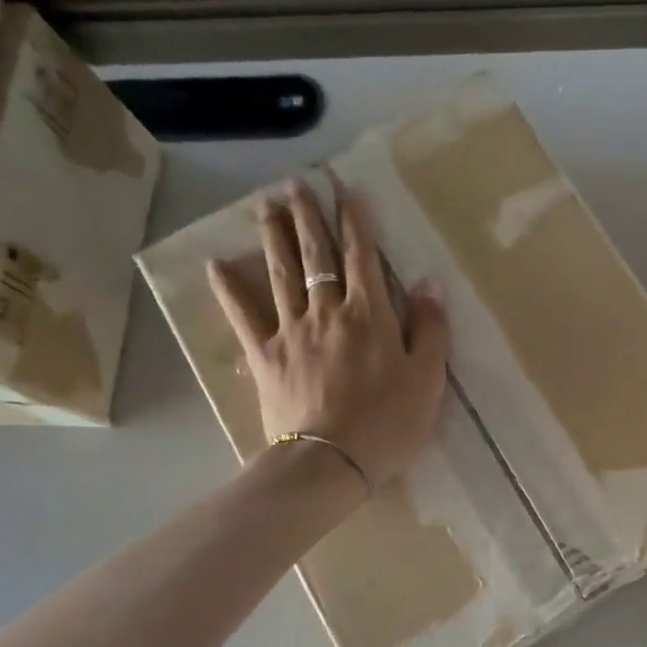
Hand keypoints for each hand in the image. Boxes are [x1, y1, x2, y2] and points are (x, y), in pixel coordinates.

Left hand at [207, 175, 448, 487]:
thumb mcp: (427, 378)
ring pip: (281, 274)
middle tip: (297, 184)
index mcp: (370, 316)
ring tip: (266, 206)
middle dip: (309, 217)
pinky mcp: (265, 356)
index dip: (356, 223)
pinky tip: (216, 265)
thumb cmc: (388, 422)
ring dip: (274, 237)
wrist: (331, 461)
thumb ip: (430, 329)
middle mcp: (327, 312)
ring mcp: (291, 332)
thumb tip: (428, 283)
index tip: (347, 191)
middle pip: (316, 257)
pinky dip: (230, 290)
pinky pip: (243, 316)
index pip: (363, 258)